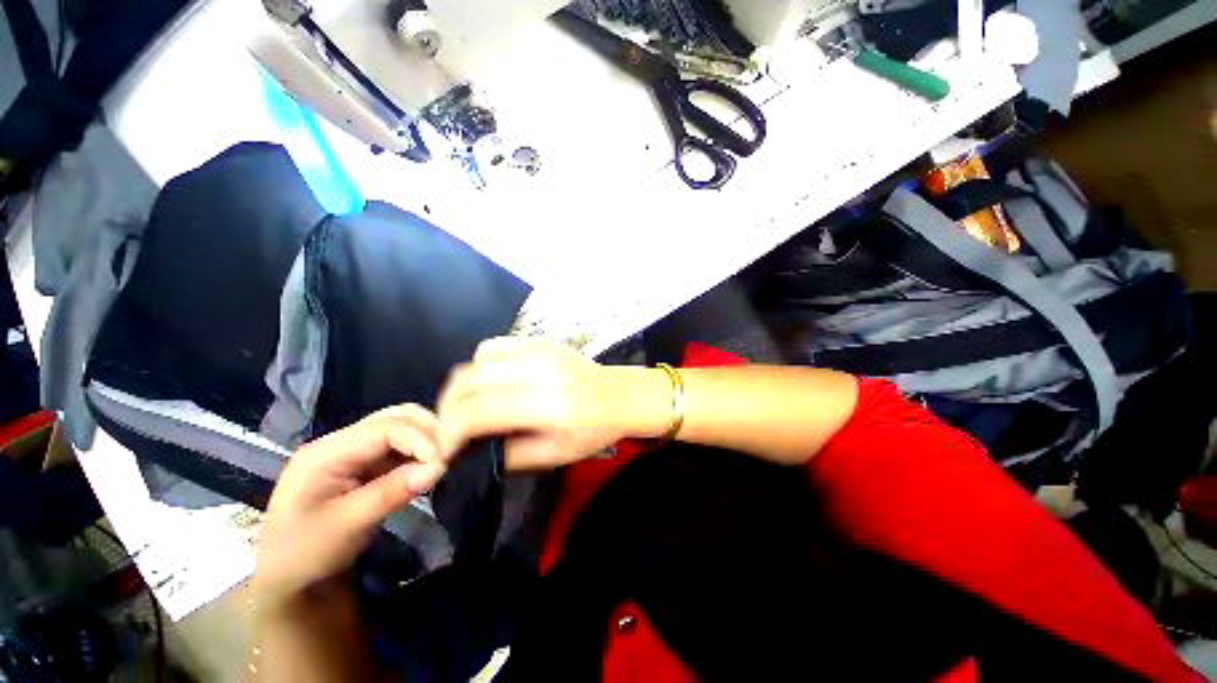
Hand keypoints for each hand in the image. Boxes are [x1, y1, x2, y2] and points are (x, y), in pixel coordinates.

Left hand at [252, 405, 446, 604]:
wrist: (288, 576)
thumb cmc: (305, 553)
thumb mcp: (346, 527)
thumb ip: (391, 493)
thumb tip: (437, 468)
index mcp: (325, 453)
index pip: (383, 428)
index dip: (419, 439)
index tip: (443, 462)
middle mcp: (341, 441)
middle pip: (395, 416)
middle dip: (428, 431)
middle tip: (451, 455)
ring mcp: (355, 449)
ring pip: (403, 425)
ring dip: (428, 438)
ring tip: (445, 458)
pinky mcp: (367, 461)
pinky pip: (402, 444)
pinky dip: (422, 449)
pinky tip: (433, 464)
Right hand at [436, 338, 670, 470]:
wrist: (619, 395)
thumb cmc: (592, 431)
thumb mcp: (553, 455)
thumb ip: (506, 454)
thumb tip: (468, 450)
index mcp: (548, 405)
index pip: (479, 412)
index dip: (450, 432)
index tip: (444, 449)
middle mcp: (540, 371)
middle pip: (470, 381)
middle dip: (448, 409)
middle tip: (451, 429)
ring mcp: (540, 349)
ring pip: (476, 360)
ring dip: (462, 387)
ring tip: (468, 407)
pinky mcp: (540, 340)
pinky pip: (493, 346)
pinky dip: (480, 366)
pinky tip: (490, 382)